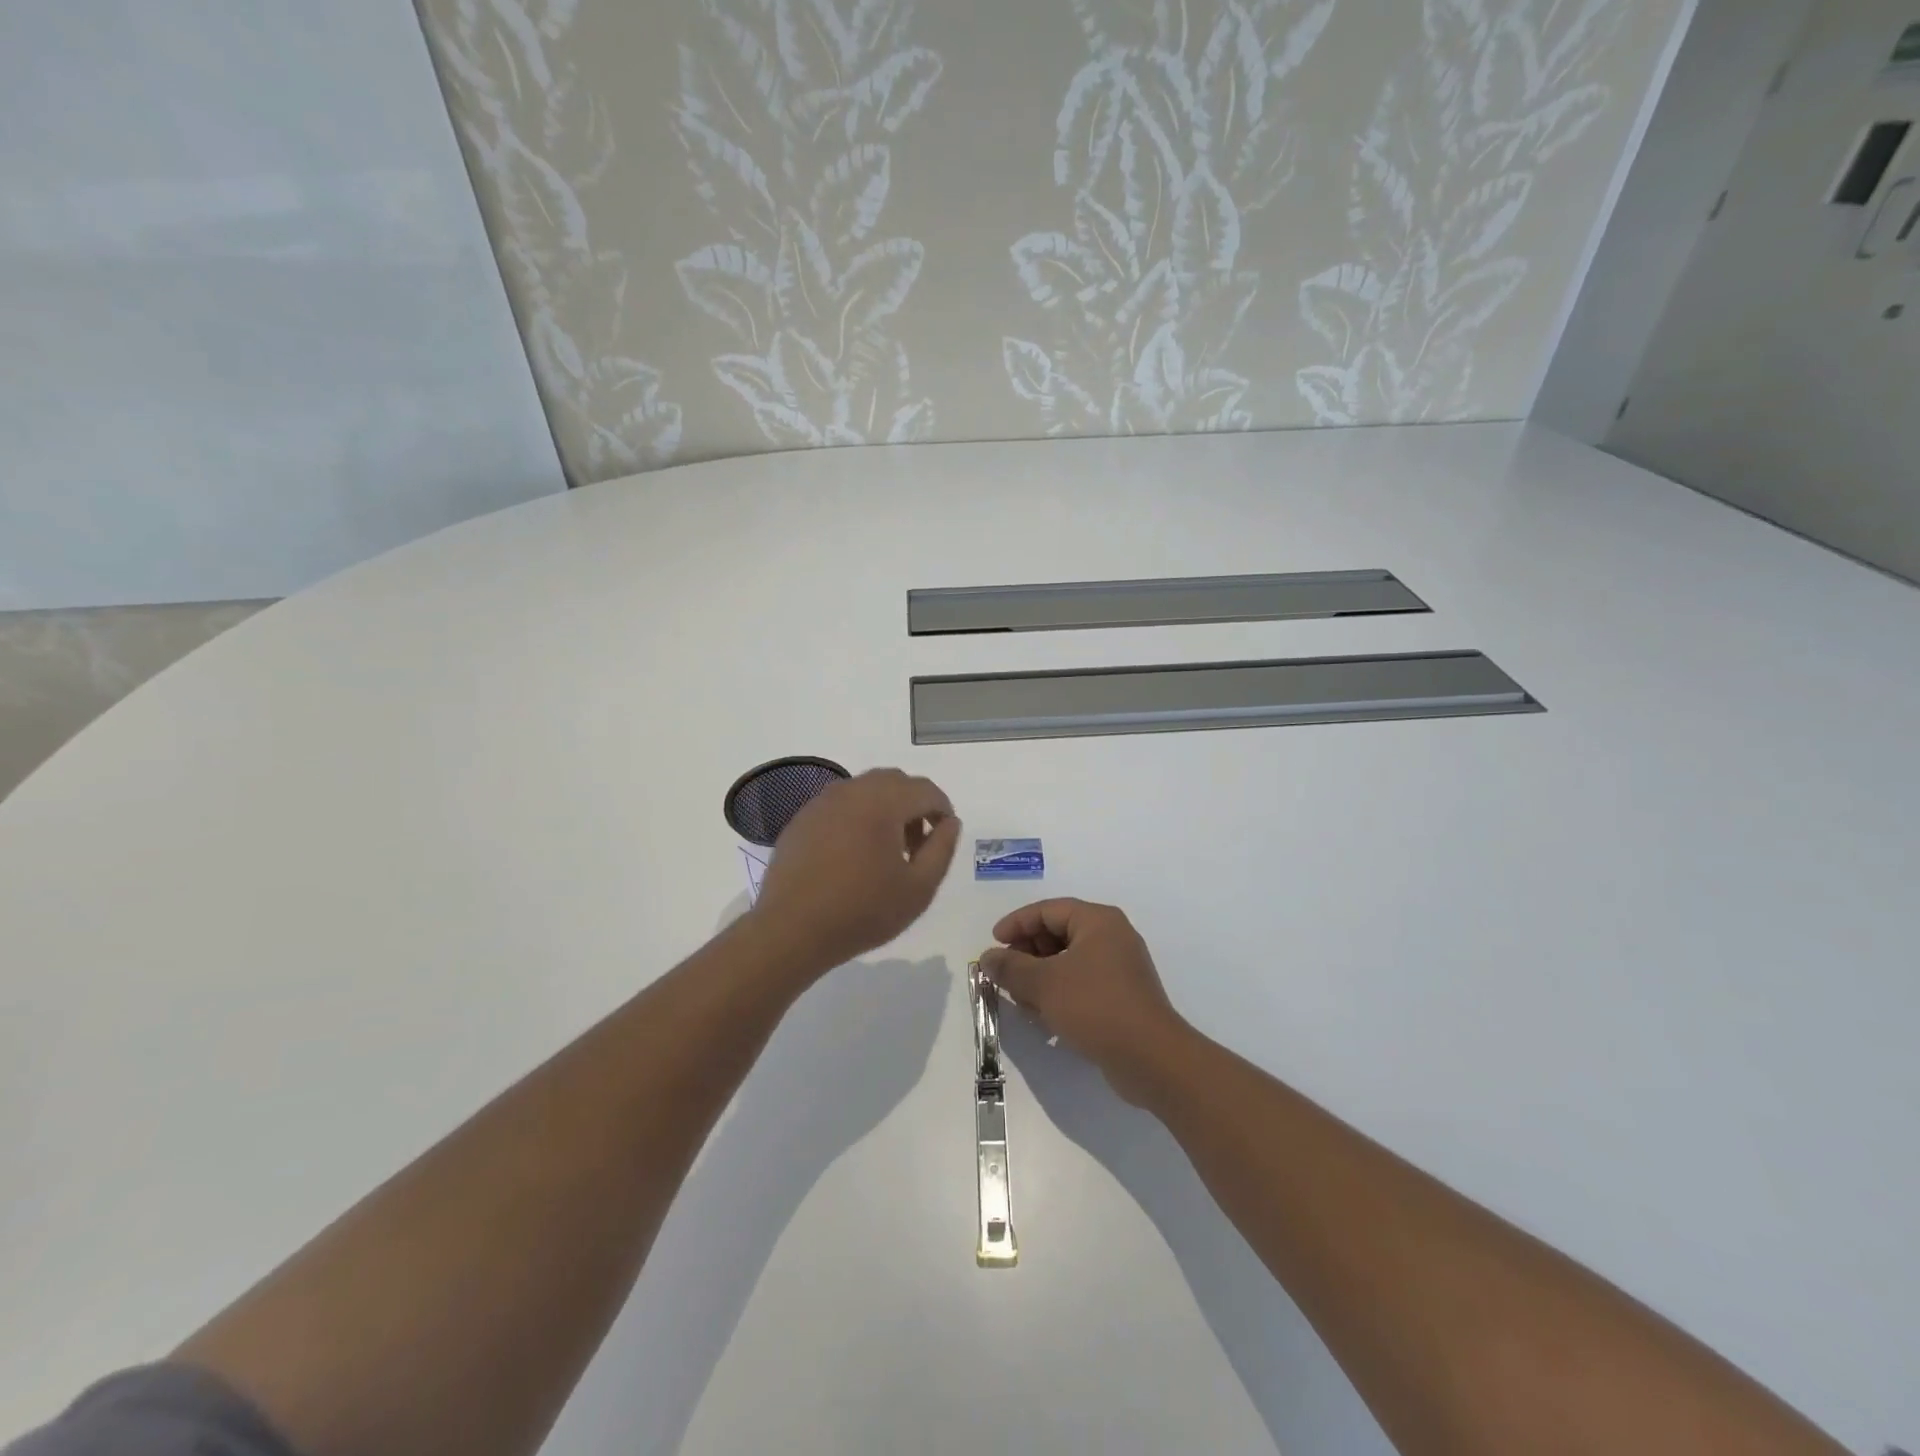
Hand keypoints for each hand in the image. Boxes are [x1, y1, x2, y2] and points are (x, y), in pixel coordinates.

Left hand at [750, 768, 959, 975]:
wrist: (791, 930)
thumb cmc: (862, 911)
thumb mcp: (919, 888)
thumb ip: (942, 849)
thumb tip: (950, 823)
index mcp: (883, 802)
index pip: (925, 790)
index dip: (942, 809)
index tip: (944, 837)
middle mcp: (852, 791)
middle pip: (895, 782)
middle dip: (914, 805)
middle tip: (916, 845)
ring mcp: (822, 802)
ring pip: (865, 789)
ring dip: (885, 808)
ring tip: (885, 851)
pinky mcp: (802, 818)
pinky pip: (840, 804)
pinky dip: (857, 817)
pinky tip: (853, 854)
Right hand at [980, 899, 1190, 1103]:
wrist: (1151, 1059)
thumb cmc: (1095, 1007)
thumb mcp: (1044, 984)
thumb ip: (1011, 967)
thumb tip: (987, 957)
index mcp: (1097, 921)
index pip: (1048, 910)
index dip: (1017, 923)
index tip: (993, 943)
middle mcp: (1111, 937)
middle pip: (1058, 933)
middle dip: (1027, 952)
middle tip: (1005, 973)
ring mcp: (1119, 968)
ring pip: (1068, 961)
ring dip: (1040, 976)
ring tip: (1020, 999)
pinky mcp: (1121, 997)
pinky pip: (1081, 984)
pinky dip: (1059, 993)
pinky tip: (1043, 1017)